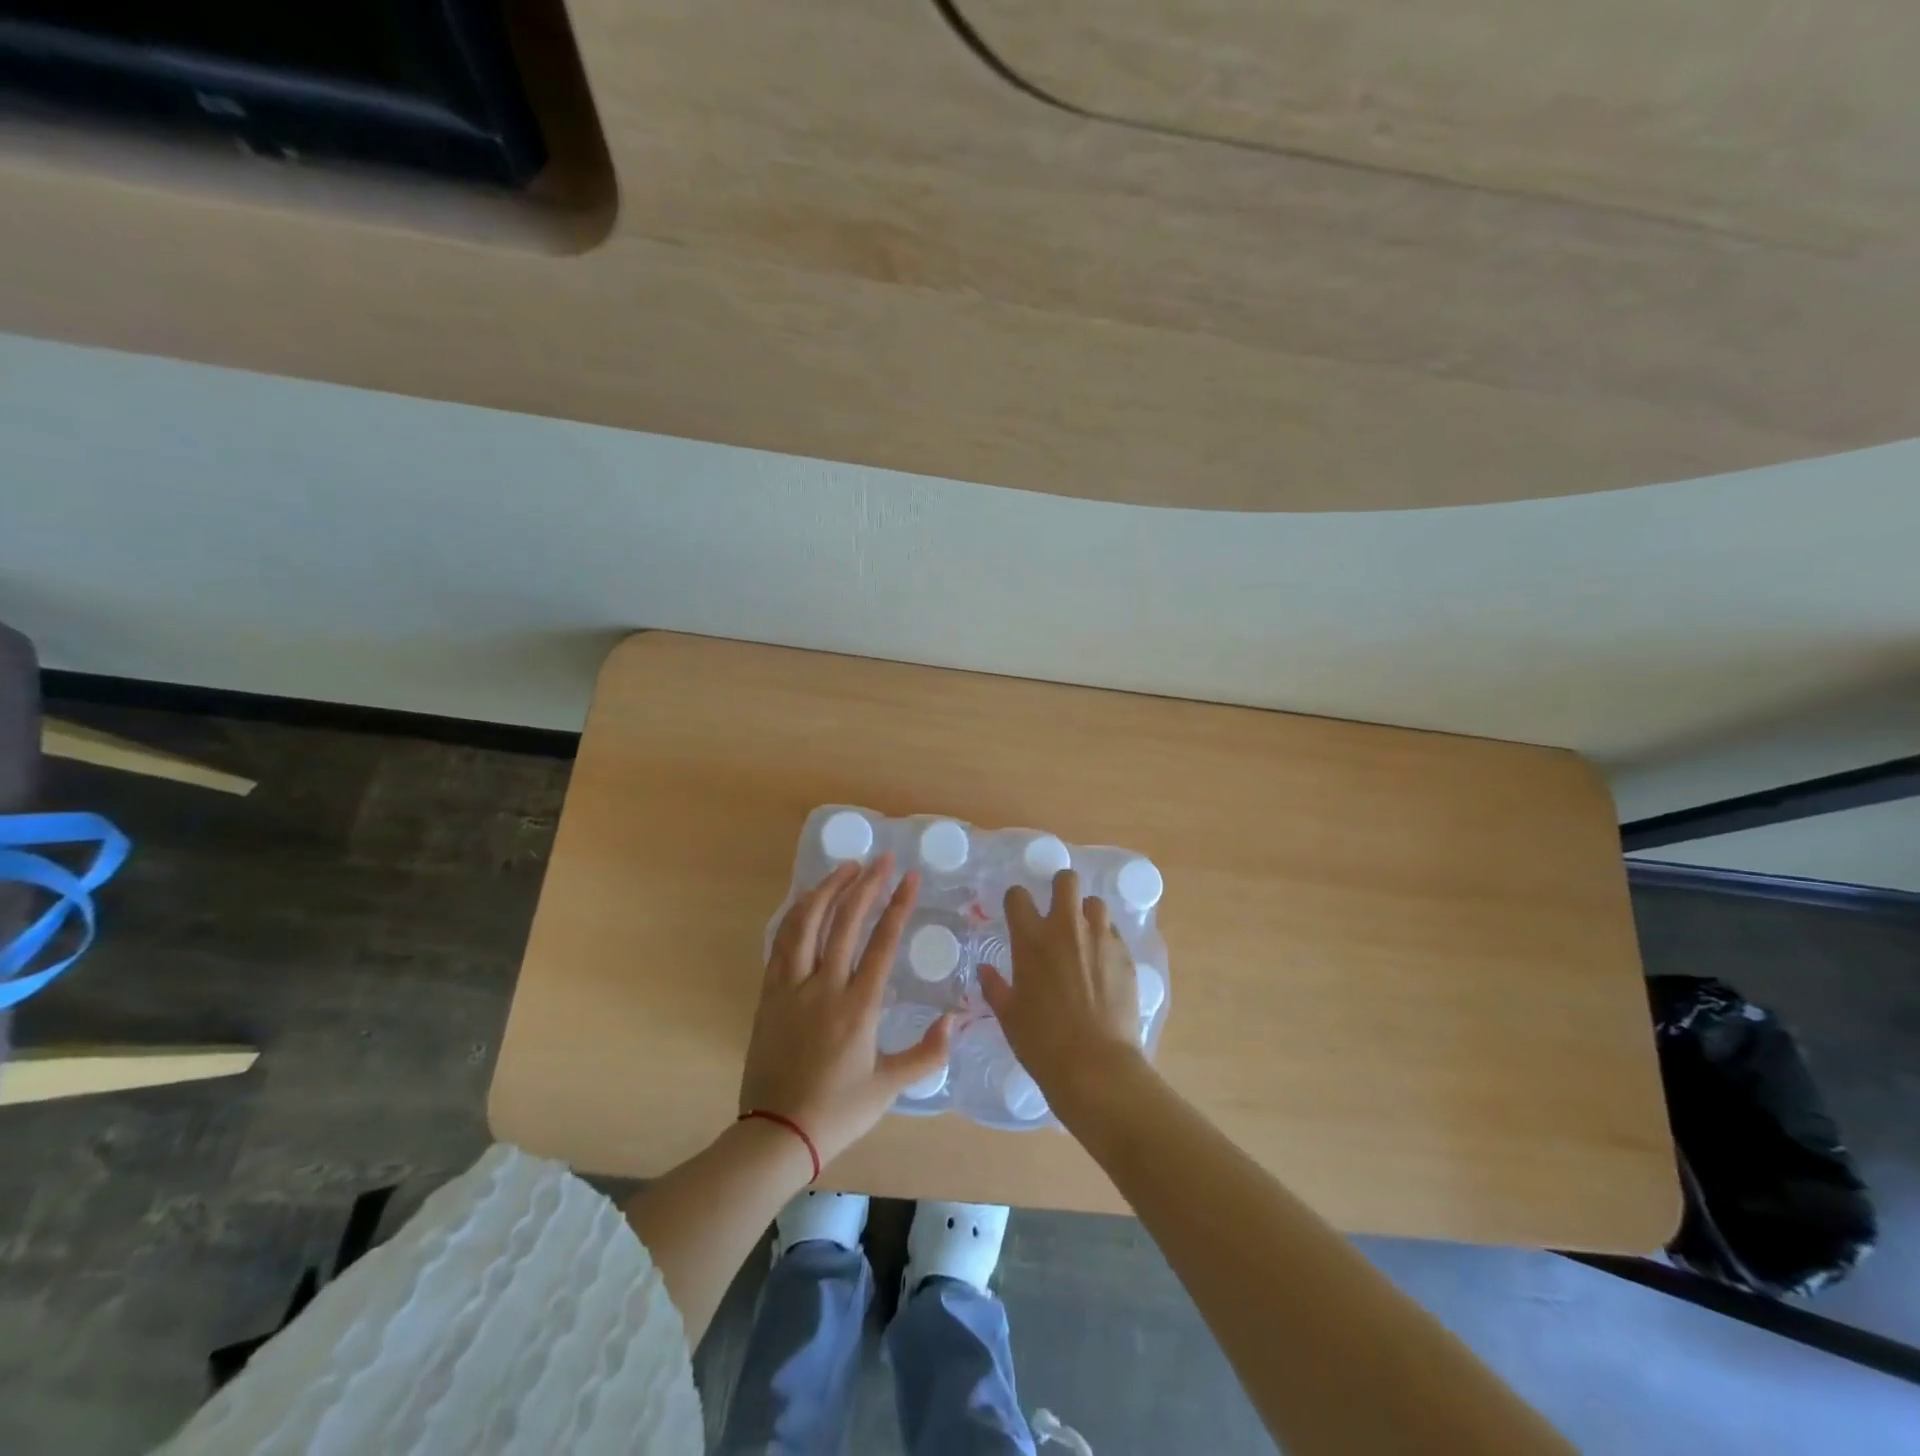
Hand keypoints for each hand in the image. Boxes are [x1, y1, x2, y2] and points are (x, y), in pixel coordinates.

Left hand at [740, 854, 951, 1166]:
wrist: (775, 1134)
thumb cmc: (837, 1111)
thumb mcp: (889, 1088)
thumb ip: (927, 1054)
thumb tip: (955, 1022)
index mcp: (858, 1006)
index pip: (882, 942)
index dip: (898, 905)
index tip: (910, 876)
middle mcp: (824, 986)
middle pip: (845, 921)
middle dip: (866, 884)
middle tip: (882, 859)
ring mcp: (791, 988)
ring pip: (806, 923)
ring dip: (826, 890)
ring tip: (845, 868)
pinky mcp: (768, 995)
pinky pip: (781, 943)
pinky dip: (796, 915)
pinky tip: (806, 902)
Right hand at [980, 869, 1146, 1108]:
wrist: (1095, 1066)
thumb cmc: (1042, 1042)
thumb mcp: (1008, 1016)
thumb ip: (995, 986)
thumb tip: (984, 970)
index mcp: (1031, 939)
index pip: (1018, 895)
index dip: (1017, 900)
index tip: (1018, 912)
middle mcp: (1066, 928)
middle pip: (1067, 880)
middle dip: (1061, 888)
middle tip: (1058, 910)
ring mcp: (1100, 938)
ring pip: (1096, 903)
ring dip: (1087, 914)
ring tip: (1084, 936)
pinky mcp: (1125, 955)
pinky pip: (1114, 932)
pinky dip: (1106, 940)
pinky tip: (1102, 963)